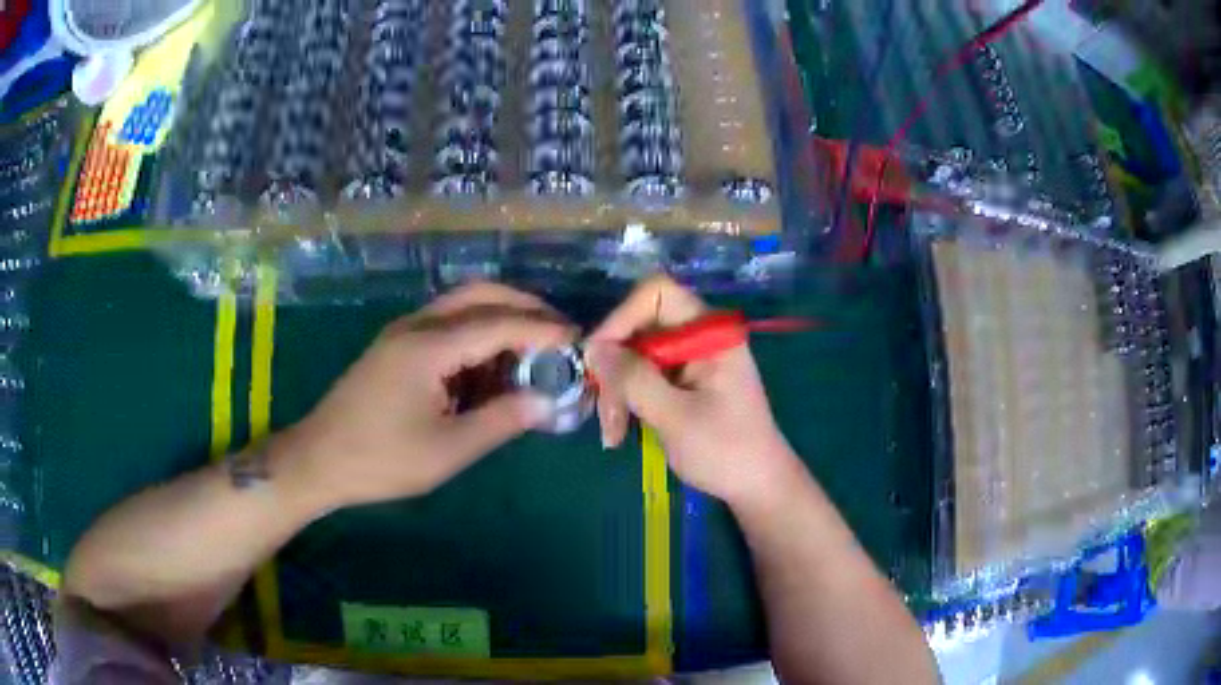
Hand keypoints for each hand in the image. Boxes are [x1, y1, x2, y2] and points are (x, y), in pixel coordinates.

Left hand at [281, 283, 576, 507]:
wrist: (318, 460)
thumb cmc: (381, 460)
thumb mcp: (447, 450)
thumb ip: (500, 421)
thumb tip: (545, 401)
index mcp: (428, 347)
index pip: (498, 324)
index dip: (542, 329)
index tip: (577, 338)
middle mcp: (416, 326)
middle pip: (479, 295)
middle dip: (523, 307)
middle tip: (557, 332)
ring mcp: (402, 333)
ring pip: (461, 307)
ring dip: (499, 319)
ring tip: (530, 352)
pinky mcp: (395, 347)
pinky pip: (445, 326)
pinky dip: (475, 335)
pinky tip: (488, 367)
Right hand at [585, 277, 797, 504]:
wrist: (756, 486)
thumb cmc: (726, 451)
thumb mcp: (675, 417)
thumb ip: (634, 379)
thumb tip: (592, 348)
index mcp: (710, 333)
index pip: (657, 294)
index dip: (622, 318)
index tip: (598, 359)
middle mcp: (699, 337)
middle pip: (639, 327)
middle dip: (614, 368)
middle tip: (603, 412)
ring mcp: (689, 359)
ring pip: (633, 355)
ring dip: (616, 392)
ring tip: (612, 434)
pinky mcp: (680, 381)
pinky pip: (641, 376)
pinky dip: (626, 401)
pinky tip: (620, 432)